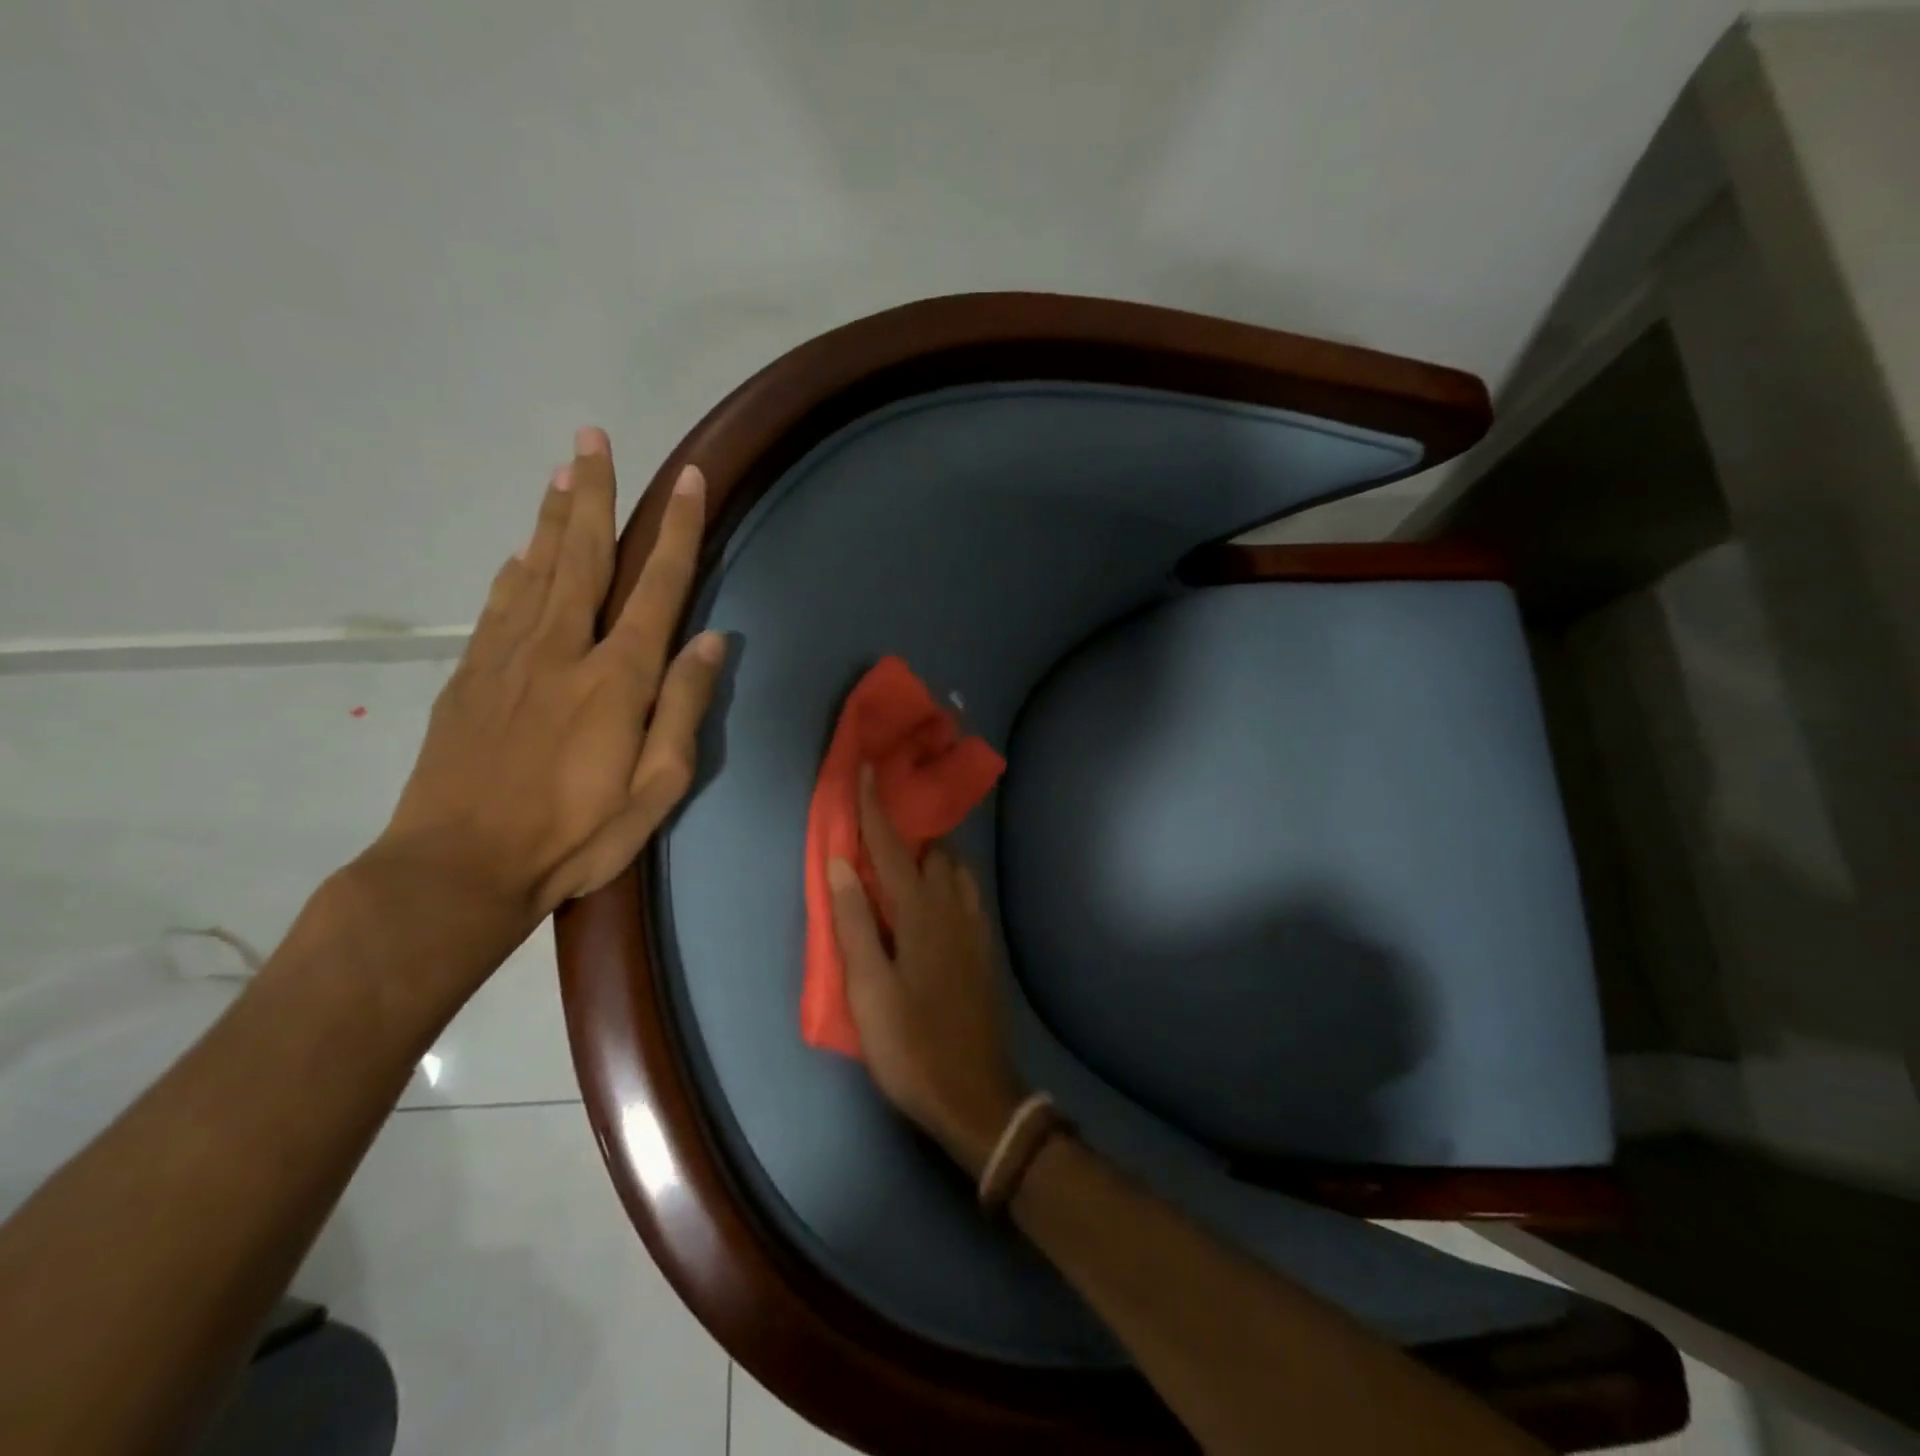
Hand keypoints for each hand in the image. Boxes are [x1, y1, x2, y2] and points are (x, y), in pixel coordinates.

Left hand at [377, 427, 723, 938]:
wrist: (458, 869)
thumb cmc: (575, 837)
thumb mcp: (657, 789)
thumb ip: (683, 708)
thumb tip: (710, 640)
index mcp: (617, 679)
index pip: (657, 586)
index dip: (677, 530)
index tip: (688, 479)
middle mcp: (563, 650)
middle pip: (584, 556)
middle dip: (594, 493)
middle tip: (594, 436)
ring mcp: (508, 658)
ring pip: (536, 568)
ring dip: (553, 515)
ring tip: (562, 468)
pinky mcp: (470, 676)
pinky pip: (500, 604)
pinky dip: (515, 567)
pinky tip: (523, 549)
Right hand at [828, 767, 1024, 1176]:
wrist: (975, 1094)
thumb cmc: (911, 1045)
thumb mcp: (869, 990)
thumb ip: (855, 923)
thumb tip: (842, 862)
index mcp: (921, 914)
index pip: (894, 848)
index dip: (877, 808)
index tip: (869, 769)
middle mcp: (954, 909)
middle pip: (934, 851)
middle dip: (910, 828)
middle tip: (883, 822)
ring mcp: (974, 928)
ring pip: (956, 871)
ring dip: (932, 854)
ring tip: (905, 858)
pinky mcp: (983, 949)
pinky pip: (966, 894)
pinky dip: (947, 879)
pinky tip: (933, 897)